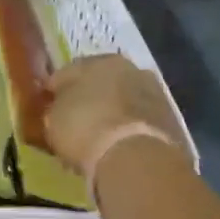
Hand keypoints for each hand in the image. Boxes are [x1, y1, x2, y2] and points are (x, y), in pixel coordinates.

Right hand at [44, 54, 191, 194]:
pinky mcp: (170, 121)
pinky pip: (139, 122)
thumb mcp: (54, 118)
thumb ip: (56, 106)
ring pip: (124, 101)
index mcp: (99, 60)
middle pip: (102, 82)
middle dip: (89, 98)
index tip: (49, 105)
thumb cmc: (85, 129)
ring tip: (99, 136)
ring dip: (112, 113)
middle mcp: (131, 68)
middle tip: (75, 120)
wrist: (135, 158)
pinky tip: (119, 146)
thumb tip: (59, 106)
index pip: (70, 70)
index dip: (57, 88)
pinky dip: (129, 129)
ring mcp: (155, 94)